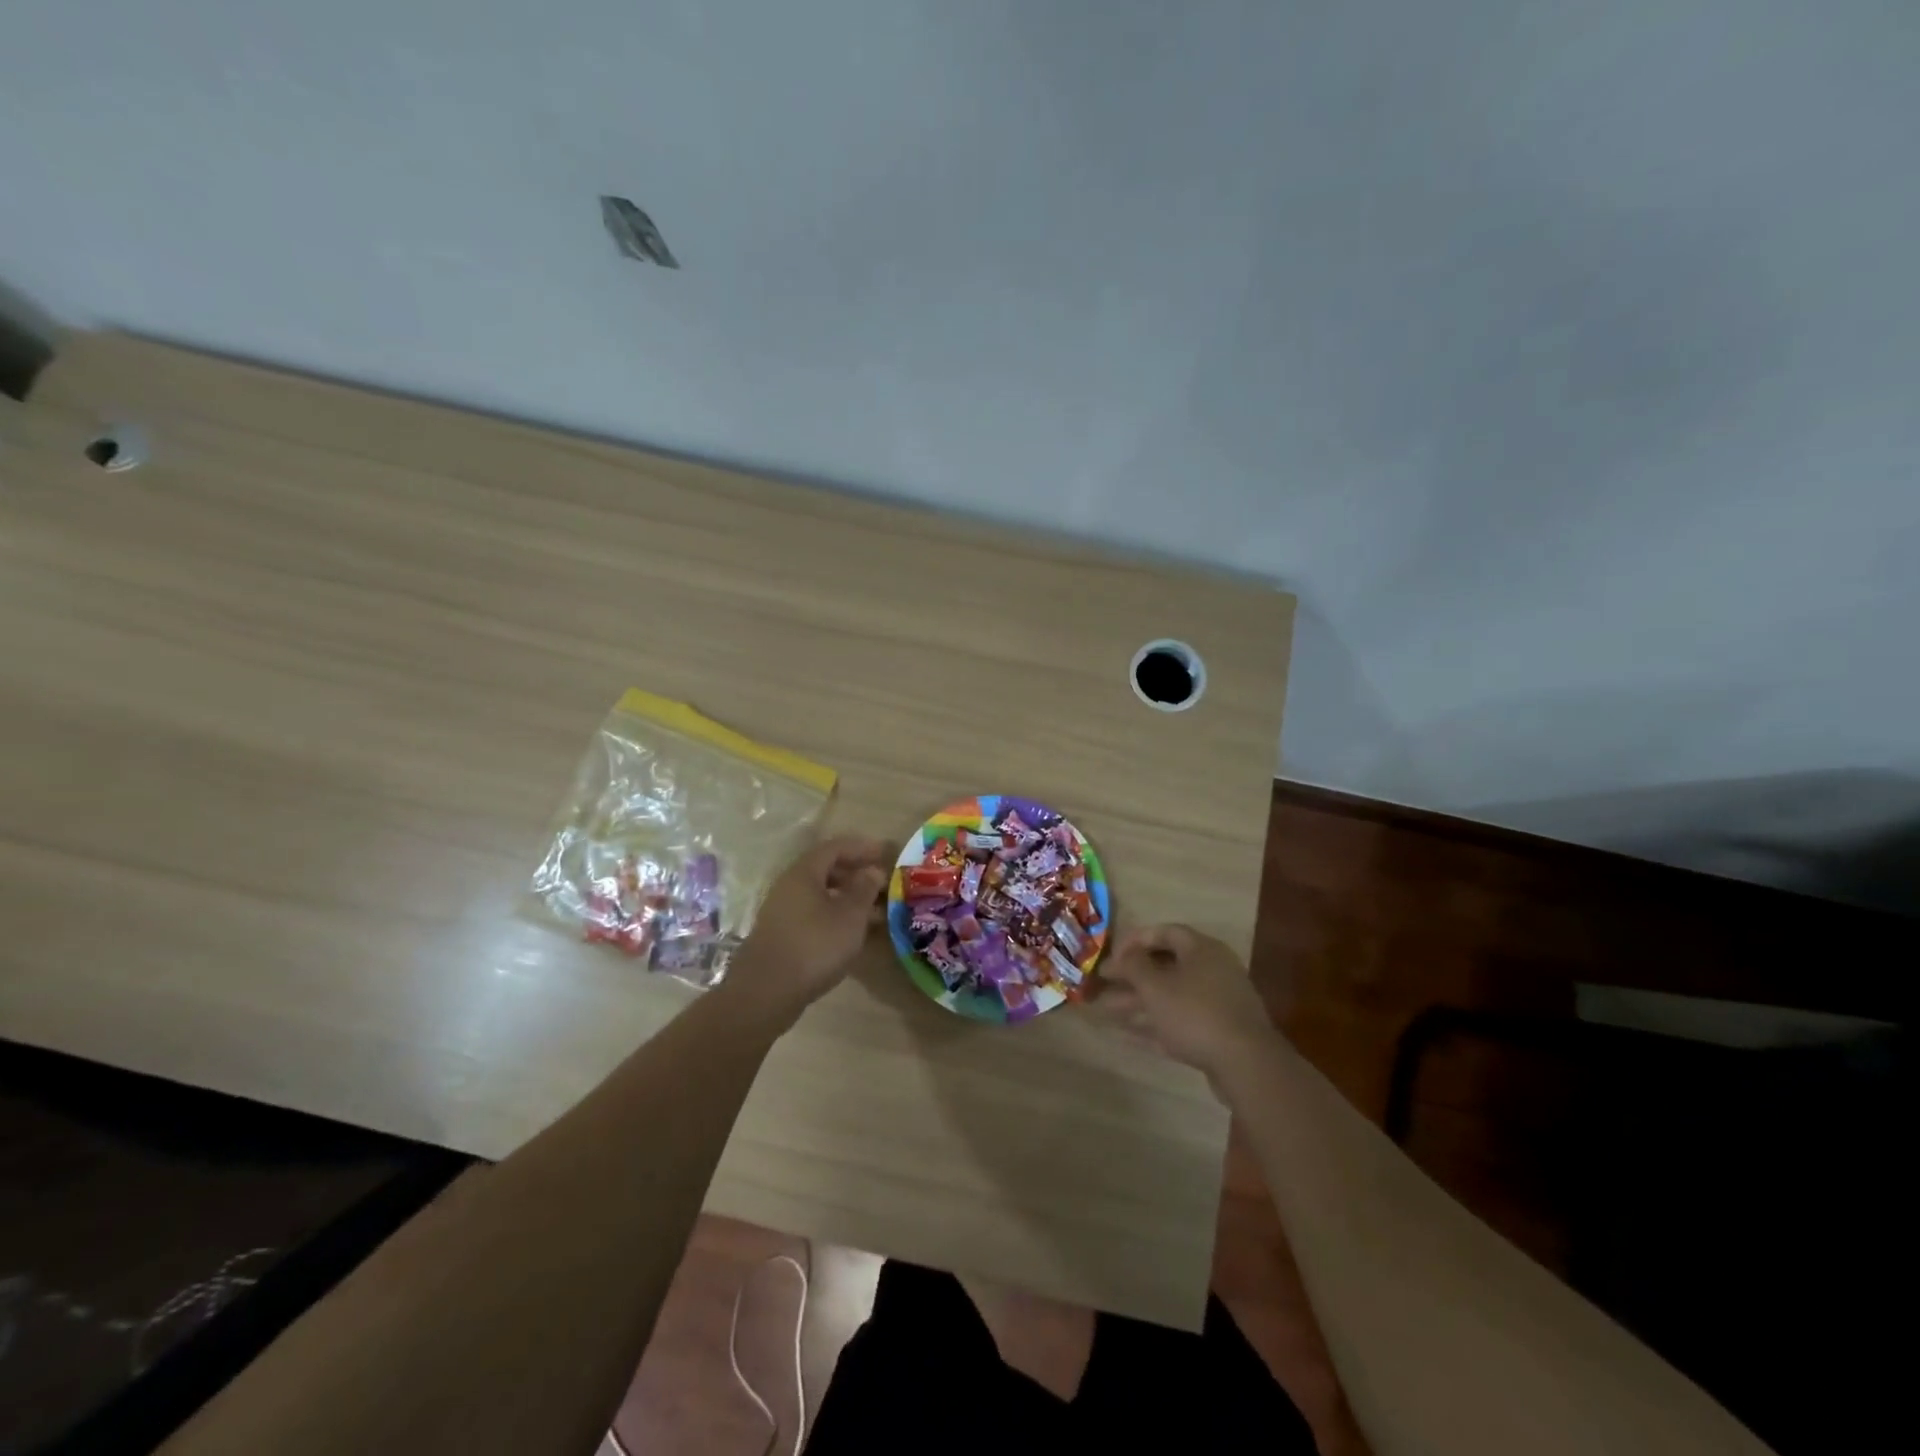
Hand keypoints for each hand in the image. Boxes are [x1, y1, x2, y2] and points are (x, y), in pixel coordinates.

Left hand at [724, 836, 892, 1030]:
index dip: (862, 847)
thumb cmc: (814, 946)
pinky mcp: (781, 934)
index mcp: (804, 873)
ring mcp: (781, 911)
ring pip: (820, 894)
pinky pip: (813, 913)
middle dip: (856, 873)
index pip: (835, 847)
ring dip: (847, 897)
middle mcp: (789, 886)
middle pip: (825, 869)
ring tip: (874, 911)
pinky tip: (851, 932)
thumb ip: (864, 889)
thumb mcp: (850, 916)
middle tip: (881, 883)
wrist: (766, 992)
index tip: (885, 853)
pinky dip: (835, 915)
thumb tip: (872, 870)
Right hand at [1096, 925, 1275, 1086]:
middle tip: (1103, 983)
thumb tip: (1123, 955)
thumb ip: (1134, 966)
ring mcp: (1217, 1004)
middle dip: (1132, 976)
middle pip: (1165, 966)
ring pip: (1170, 997)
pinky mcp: (1217, 1034)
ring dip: (1139, 1002)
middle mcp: (1212, 970)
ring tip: (1106, 1010)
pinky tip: (1126, 1035)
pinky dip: (1154, 1025)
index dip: (1135, 939)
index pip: (1164, 932)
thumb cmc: (1195, 1013)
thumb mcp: (1155, 986)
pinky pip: (1179, 1022)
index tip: (1111, 954)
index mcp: (1201, 949)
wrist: (1246, 1064)